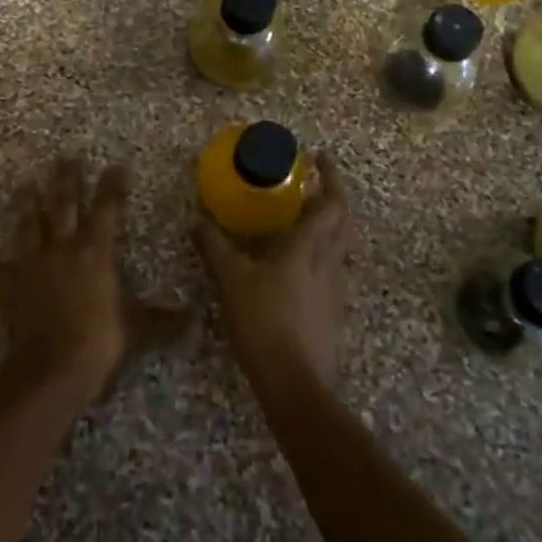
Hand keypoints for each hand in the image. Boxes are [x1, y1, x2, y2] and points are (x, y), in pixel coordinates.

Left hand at [0, 157, 189, 401]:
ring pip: (29, 225)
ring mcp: (33, 263)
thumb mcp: (138, 328)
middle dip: (67, 180)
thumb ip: (164, 321)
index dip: (112, 186)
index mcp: (96, 251)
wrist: (52, 367)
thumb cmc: (99, 341)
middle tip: (65, 158)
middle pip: (64, 205)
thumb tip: (196, 320)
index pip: (107, 209)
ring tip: (25, 185)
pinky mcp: (9, 284)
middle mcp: (63, 248)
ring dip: (27, 204)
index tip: (116, 166)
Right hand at [195, 153, 353, 394]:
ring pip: (341, 247)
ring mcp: (336, 289)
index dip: (330, 177)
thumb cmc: (263, 323)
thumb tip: (197, 220)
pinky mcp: (334, 312)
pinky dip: (322, 255)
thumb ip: (214, 248)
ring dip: (330, 226)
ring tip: (305, 220)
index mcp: (308, 248)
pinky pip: (333, 271)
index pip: (331, 204)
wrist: (295, 383)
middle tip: (316, 184)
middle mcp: (329, 263)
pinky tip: (300, 266)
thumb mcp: (230, 281)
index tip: (319, 158)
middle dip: (335, 196)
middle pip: (344, 221)